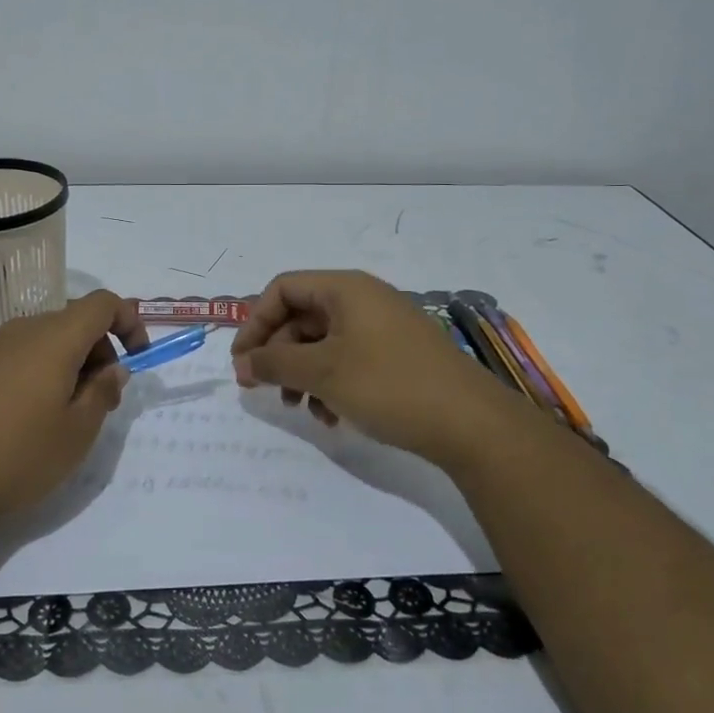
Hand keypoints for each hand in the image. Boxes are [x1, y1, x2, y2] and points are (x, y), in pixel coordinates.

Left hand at [0, 290, 149, 525]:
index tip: (138, 358)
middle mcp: (24, 330)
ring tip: (69, 416)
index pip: (103, 303)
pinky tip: (33, 419)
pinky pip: (23, 356)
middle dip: (101, 351)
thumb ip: (103, 392)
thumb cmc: (18, 454)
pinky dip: (44, 373)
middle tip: (103, 400)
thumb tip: (113, 369)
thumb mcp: (77, 431)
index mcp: (55, 337)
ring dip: (73, 365)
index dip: (129, 322)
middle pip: (76, 321)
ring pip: (49, 340)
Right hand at [231, 270, 517, 467]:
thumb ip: (275, 363)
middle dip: (278, 354)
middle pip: (302, 317)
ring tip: (301, 409)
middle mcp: (364, 300)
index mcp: (345, 289)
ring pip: (324, 343)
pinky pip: (349, 360)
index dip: (255, 322)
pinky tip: (332, 417)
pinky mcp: (398, 356)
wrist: (471, 423)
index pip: (283, 288)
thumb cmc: (389, 385)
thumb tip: (243, 362)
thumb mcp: (323, 373)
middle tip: (263, 390)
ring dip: (303, 374)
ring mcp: (384, 328)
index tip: (242, 362)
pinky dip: (331, 384)